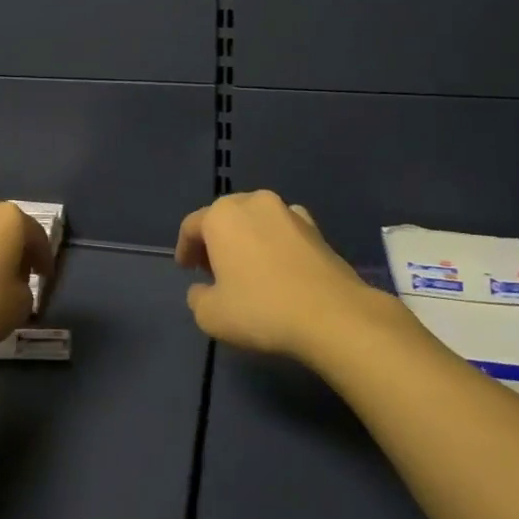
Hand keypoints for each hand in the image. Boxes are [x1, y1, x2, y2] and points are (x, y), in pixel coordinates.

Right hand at [176, 190, 403, 362]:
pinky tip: (279, 266)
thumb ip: (198, 298)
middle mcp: (252, 202)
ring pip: (255, 220)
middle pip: (224, 217)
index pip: (192, 226)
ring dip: (246, 238)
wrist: (333, 316)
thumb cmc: (261, 309)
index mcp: (221, 216)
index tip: (186, 269)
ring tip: (247, 267)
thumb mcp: (211, 315)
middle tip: (212, 268)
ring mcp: (287, 211)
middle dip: (215, 240)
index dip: (185, 248)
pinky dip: (275, 242)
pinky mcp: (316, 228)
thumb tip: (203, 289)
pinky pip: (284, 230)